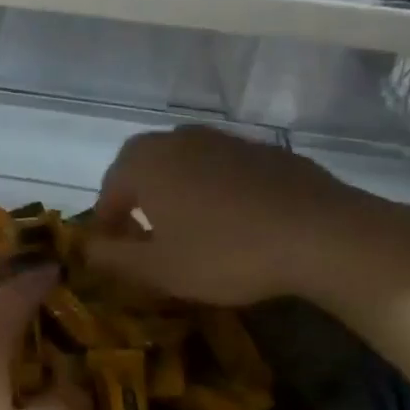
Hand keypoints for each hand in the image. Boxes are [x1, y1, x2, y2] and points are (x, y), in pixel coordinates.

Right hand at [86, 125, 380, 305]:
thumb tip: (85, 248)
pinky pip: (223, 169)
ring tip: (191, 228)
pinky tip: (236, 221)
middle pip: (143, 168)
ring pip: (184, 165)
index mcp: (144, 162)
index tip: (115, 252)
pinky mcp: (265, 150)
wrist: (324, 235)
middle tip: (147, 236)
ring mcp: (225, 140)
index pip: (108, 190)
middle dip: (138, 200)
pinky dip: (217, 190)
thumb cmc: (225, 252)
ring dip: (177, 192)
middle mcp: (178, 140)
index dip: (107, 224)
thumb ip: (111, 258)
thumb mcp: (158, 269)